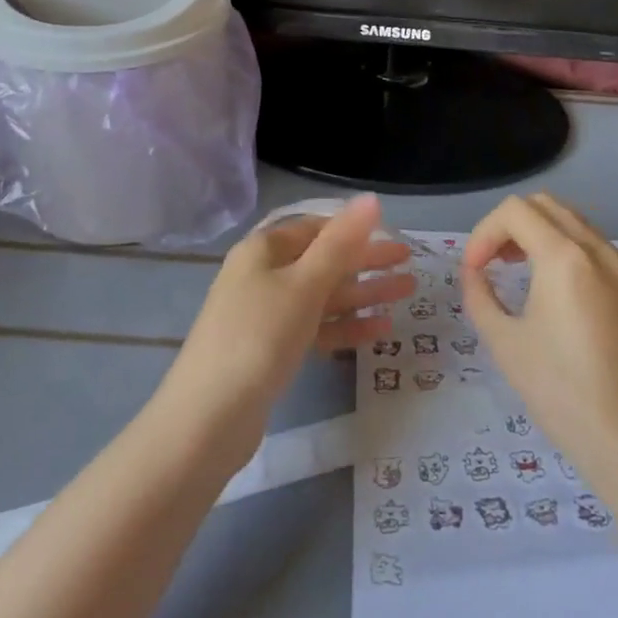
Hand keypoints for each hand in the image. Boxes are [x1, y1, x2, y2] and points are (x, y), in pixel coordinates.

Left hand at [166, 195, 412, 452]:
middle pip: (322, 261)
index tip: (393, 237)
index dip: (355, 230)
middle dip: (366, 263)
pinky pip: (315, 328)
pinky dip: (345, 327)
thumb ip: (341, 242)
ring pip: (323, 296)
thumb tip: (371, 198)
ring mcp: (265, 315)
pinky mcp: (271, 350)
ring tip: (407, 294)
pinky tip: (380, 332)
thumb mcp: (305, 285)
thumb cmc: (259, 337)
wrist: (207, 419)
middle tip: (410, 265)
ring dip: (363, 294)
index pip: (316, 228)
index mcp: (264, 250)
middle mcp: (262, 275)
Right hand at [460, 194, 617, 482]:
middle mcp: (601, 251)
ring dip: (545, 239)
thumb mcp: (505, 344)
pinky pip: (605, 258)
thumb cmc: (563, 393)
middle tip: (496, 263)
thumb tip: (475, 274)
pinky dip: (576, 261)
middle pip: (548, 206)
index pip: (514, 211)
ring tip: (527, 279)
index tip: (474, 271)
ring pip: (580, 228)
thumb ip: (480, 296)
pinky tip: (570, 307)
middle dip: (513, 226)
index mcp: (564, 257)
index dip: (483, 233)